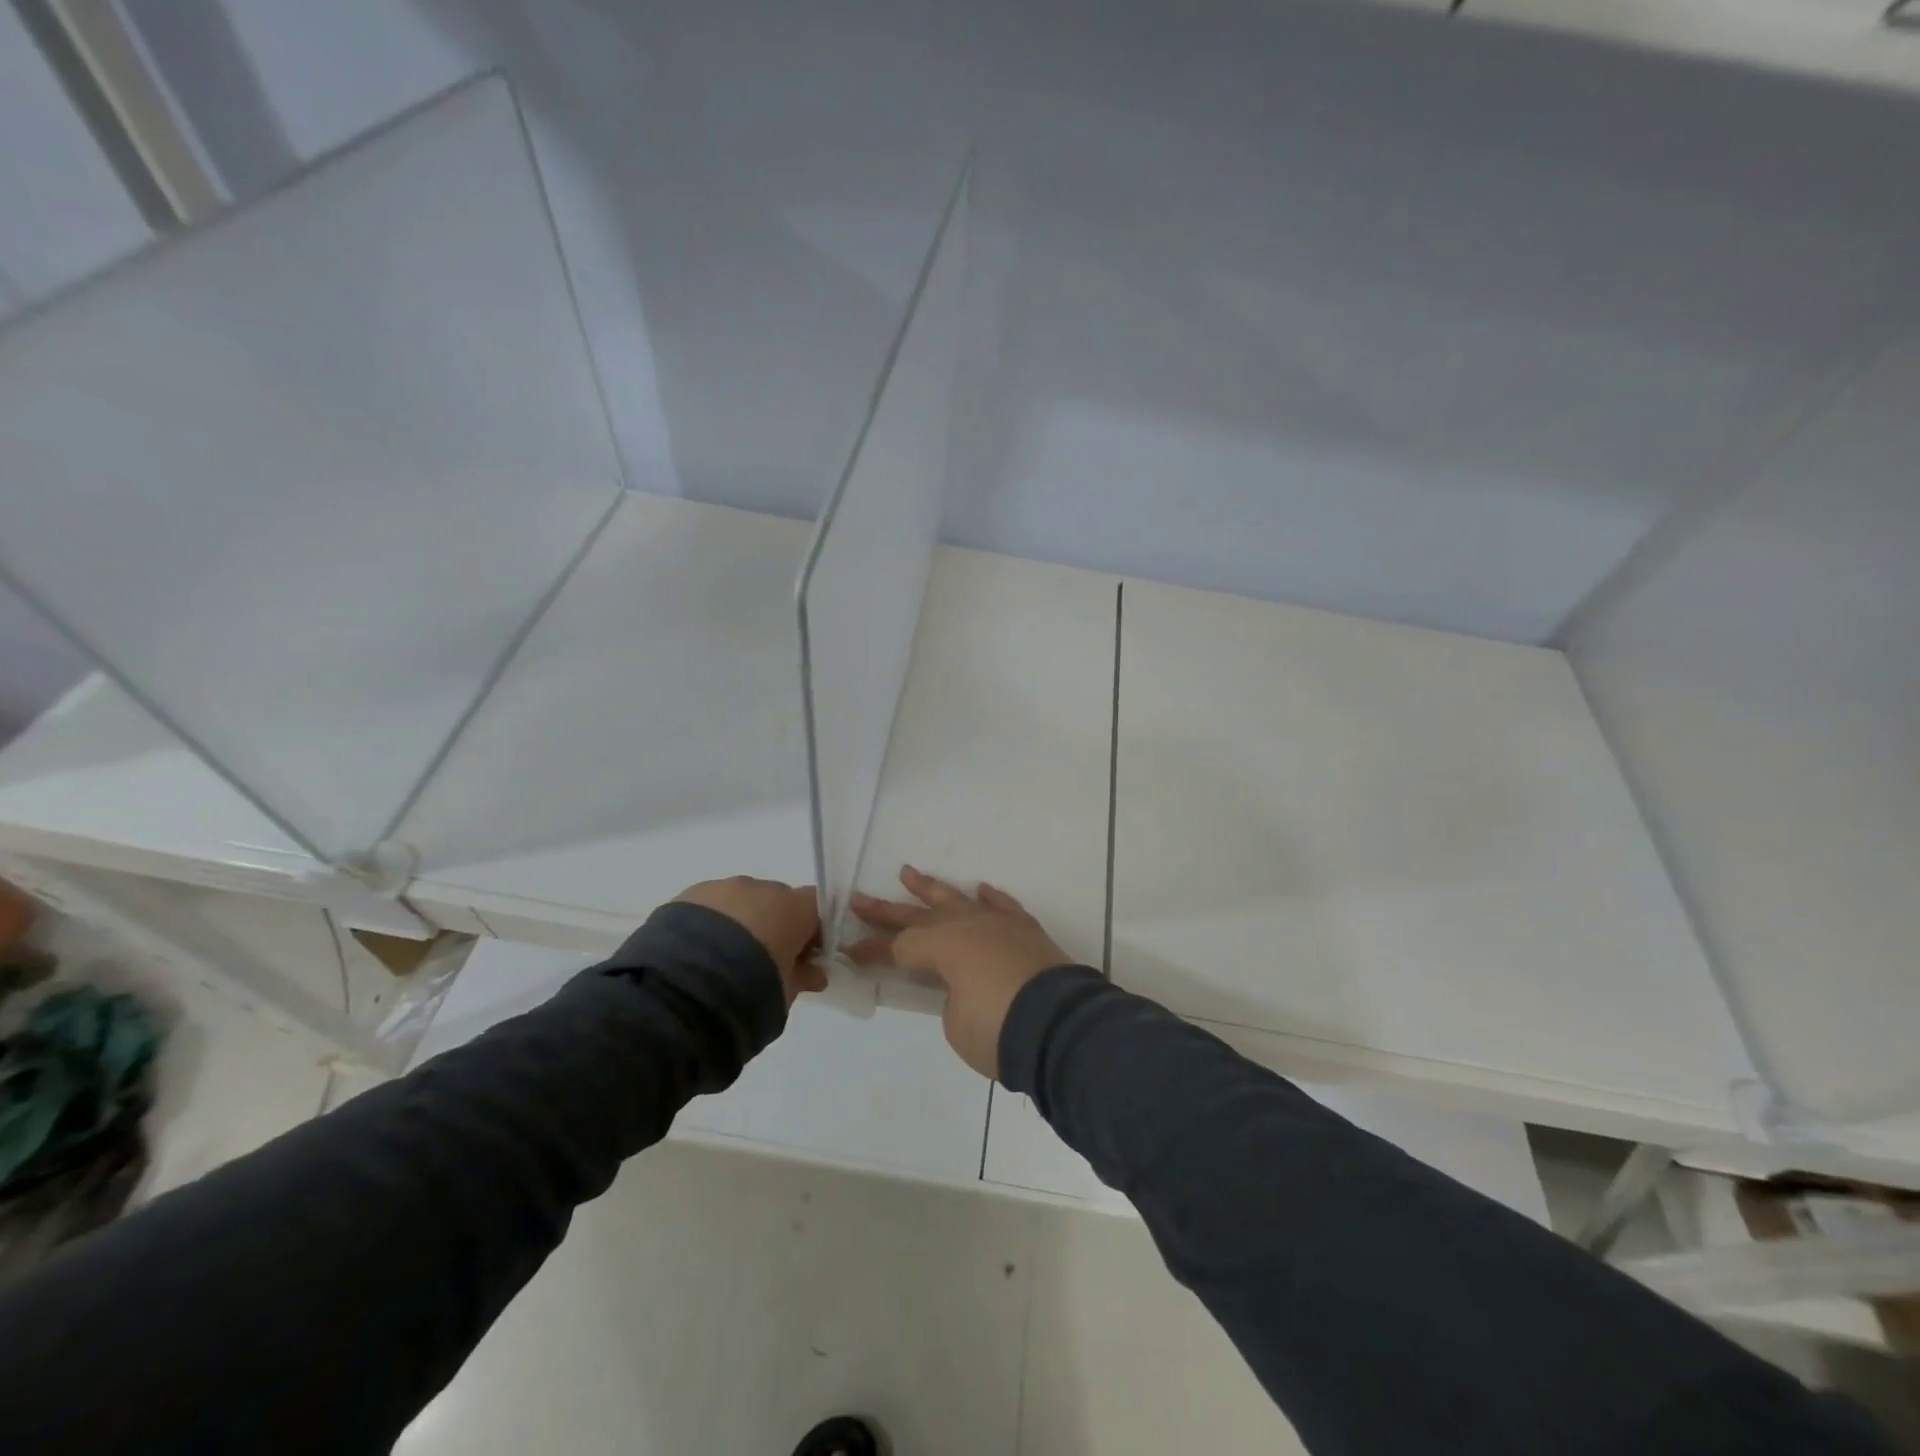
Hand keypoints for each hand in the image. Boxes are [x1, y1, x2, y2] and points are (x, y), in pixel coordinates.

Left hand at [674, 877, 826, 1005]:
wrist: (678, 990)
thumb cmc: (748, 991)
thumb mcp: (785, 993)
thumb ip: (802, 977)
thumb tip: (813, 974)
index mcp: (791, 908)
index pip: (816, 906)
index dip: (813, 930)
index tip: (806, 956)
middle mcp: (759, 889)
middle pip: (777, 901)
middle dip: (775, 926)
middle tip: (765, 962)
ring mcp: (720, 889)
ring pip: (741, 902)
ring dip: (741, 924)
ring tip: (724, 961)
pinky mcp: (686, 896)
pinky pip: (710, 907)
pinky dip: (711, 925)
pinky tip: (699, 954)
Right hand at [847, 866, 1070, 1078]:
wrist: (1062, 1026)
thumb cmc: (998, 1029)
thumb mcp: (957, 1024)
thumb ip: (953, 998)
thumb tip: (964, 986)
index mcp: (942, 946)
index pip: (898, 947)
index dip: (872, 951)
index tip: (849, 951)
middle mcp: (967, 925)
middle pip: (919, 916)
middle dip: (887, 911)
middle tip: (858, 899)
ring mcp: (999, 924)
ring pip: (958, 900)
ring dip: (932, 890)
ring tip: (909, 874)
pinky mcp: (1027, 931)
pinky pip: (1003, 907)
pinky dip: (990, 898)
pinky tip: (980, 890)